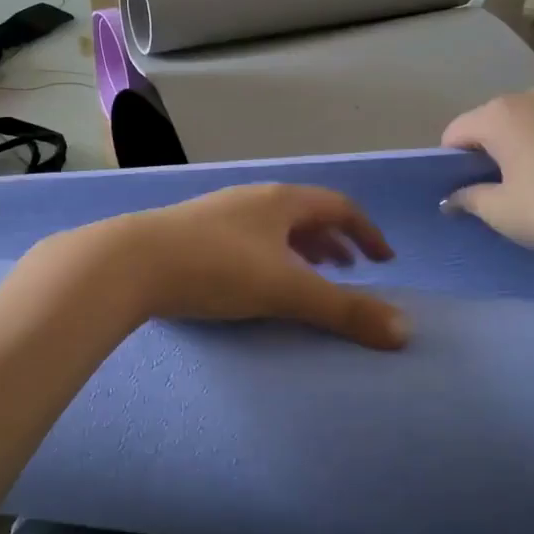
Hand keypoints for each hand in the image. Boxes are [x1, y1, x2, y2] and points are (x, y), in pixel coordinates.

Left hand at [39, 184, 408, 350]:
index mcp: (281, 202)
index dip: (367, 233)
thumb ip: (344, 312)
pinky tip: (252, 281)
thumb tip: (403, 333)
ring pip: (271, 227)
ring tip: (307, 275)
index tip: (384, 260)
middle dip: (332, 241)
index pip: (338, 208)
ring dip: (298, 249)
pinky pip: (244, 240)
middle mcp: (251, 200)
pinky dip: (266, 257)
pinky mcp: (189, 234)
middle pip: (304, 214)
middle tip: (350, 269)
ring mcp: (217, 214)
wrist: (130, 262)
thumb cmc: (217, 269)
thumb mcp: (286, 291)